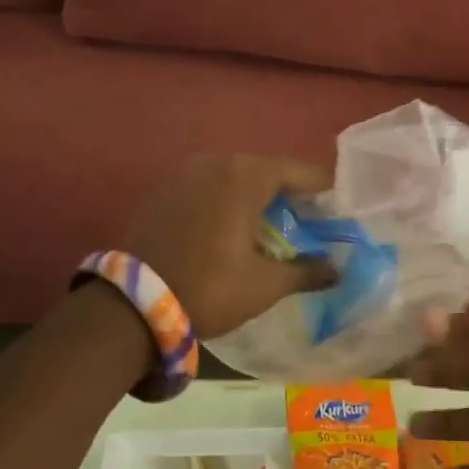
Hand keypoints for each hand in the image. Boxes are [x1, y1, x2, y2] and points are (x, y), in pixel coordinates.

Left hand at [125, 154, 336, 338]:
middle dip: (290, 193)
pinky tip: (232, 228)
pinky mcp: (163, 191)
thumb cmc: (209, 288)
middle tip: (309, 220)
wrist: (130, 306)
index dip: (322, 189)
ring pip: (234, 177)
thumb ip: (306, 272)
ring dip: (257, 196)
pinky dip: (227, 201)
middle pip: (266, 170)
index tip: (338, 208)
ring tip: (272, 225)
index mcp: (245, 177)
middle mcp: (215, 163)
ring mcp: (184, 174)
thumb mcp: (264, 285)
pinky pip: (208, 187)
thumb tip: (336, 270)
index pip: (299, 171)